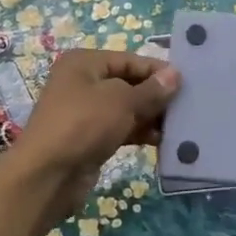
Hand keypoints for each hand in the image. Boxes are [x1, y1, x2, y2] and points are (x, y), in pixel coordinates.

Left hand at [4, 49, 180, 230]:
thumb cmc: (83, 125)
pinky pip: (120, 128)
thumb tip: (175, 74)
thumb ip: (151, 90)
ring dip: (150, 116)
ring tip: (179, 126)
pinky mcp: (89, 138)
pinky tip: (162, 141)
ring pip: (126, 108)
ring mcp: (84, 112)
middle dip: (155, 96)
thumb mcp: (122, 102)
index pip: (129, 59)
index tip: (187, 83)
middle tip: (187, 106)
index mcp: (84, 63)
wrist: (47, 175)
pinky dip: (139, 132)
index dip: (157, 71)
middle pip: (128, 83)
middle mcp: (82, 82)